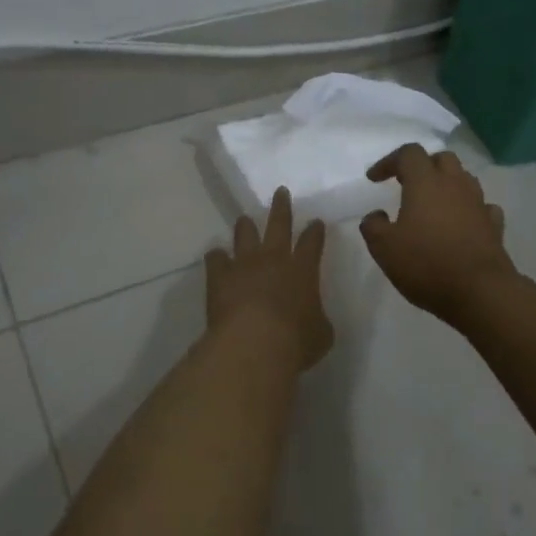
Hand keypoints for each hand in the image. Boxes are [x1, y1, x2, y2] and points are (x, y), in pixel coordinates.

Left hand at [205, 187, 333, 369]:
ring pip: (245, 234)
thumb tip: (314, 318)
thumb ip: (318, 320)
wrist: (255, 343)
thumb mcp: (321, 334)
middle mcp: (274, 258)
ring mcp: (245, 263)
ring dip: (246, 226)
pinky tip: (215, 256)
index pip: (312, 243)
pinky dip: (216, 257)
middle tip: (280, 191)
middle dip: (281, 207)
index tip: (316, 221)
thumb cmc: (296, 341)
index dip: (315, 231)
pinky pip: (216, 258)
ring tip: (244, 219)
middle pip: (279, 224)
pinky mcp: (220, 275)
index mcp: (303, 270)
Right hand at [360, 144, 516, 321]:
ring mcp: (478, 204)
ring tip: (433, 203)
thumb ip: (373, 226)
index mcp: (425, 183)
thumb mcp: (384, 248)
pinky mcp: (494, 226)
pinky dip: (469, 209)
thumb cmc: (427, 264)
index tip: (374, 179)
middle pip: (441, 158)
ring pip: (464, 179)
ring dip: (447, 184)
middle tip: (406, 183)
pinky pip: (482, 206)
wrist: (481, 292)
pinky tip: (461, 223)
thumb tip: (377, 215)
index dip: (389, 161)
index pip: (408, 154)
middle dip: (423, 166)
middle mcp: (455, 185)